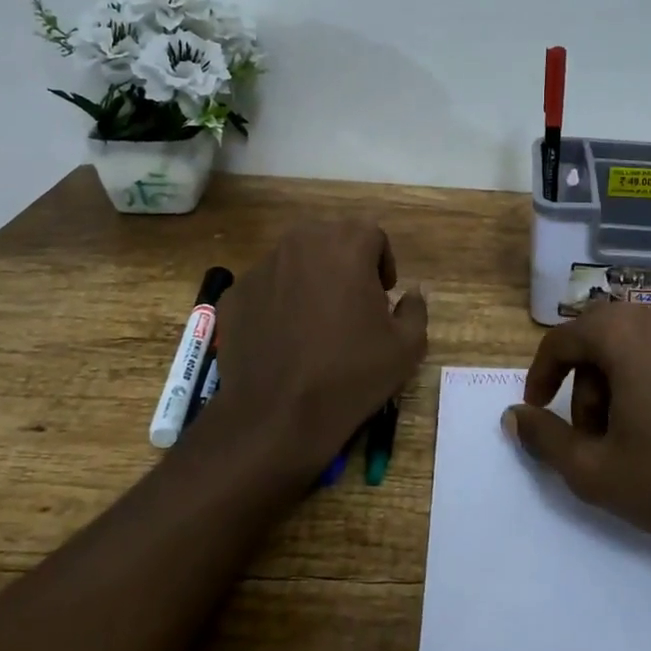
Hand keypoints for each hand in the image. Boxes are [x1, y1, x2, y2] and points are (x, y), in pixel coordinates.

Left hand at [201, 219, 427, 480]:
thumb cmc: (350, 375)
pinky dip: (278, 301)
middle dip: (345, 263)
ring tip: (316, 321)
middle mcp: (301, 243)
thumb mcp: (407, 347)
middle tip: (352, 303)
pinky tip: (284, 339)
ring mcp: (262, 268)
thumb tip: (411, 293)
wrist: (277, 417)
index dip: (382, 262)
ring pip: (295, 260)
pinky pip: (266, 287)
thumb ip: (415, 308)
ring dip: (311, 278)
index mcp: (346, 245)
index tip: (383, 296)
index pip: (372, 233)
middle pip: (331, 238)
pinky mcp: (235, 294)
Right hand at [505, 302, 650, 613]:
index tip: (539, 414)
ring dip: (616, 385)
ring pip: (633, 346)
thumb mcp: (598, 472)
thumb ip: (546, 439)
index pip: (561, 340)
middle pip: (598, 339)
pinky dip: (650, 381)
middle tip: (591, 437)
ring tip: (629, 440)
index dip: (541, 378)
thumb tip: (513, 416)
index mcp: (623, 331)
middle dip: (583, 386)